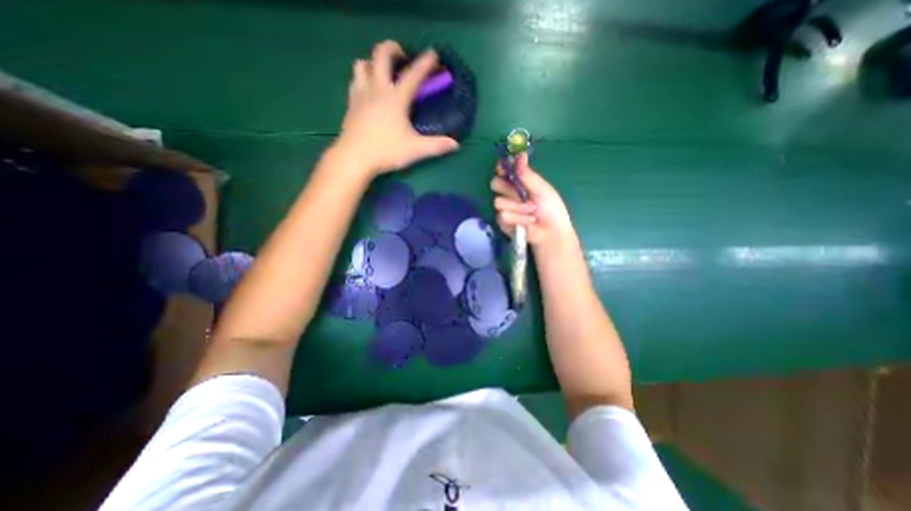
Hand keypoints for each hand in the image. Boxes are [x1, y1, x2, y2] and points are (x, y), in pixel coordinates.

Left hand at [335, 41, 458, 175]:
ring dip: (373, 62)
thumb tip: (456, 144)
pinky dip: (362, 77)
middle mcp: (377, 89)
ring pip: (362, 64)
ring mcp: (361, 94)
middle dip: (392, 48)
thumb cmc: (386, 151)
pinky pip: (354, 80)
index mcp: (396, 98)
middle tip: (402, 56)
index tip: (433, 53)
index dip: (425, 63)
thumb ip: (437, 145)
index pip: (413, 75)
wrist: (354, 157)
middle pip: (380, 54)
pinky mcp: (351, 103)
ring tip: (382, 72)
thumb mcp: (415, 150)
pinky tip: (368, 89)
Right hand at [491, 151, 575, 246]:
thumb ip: (528, 175)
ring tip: (532, 212)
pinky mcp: (503, 222)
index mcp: (519, 183)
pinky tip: (529, 222)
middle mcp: (509, 193)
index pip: (504, 171)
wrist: (552, 232)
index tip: (503, 167)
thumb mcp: (542, 189)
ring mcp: (505, 208)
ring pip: (498, 202)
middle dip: (506, 188)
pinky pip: (503, 216)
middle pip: (495, 183)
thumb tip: (521, 155)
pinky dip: (518, 219)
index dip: (502, 168)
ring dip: (518, 207)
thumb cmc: (551, 209)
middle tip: (520, 194)